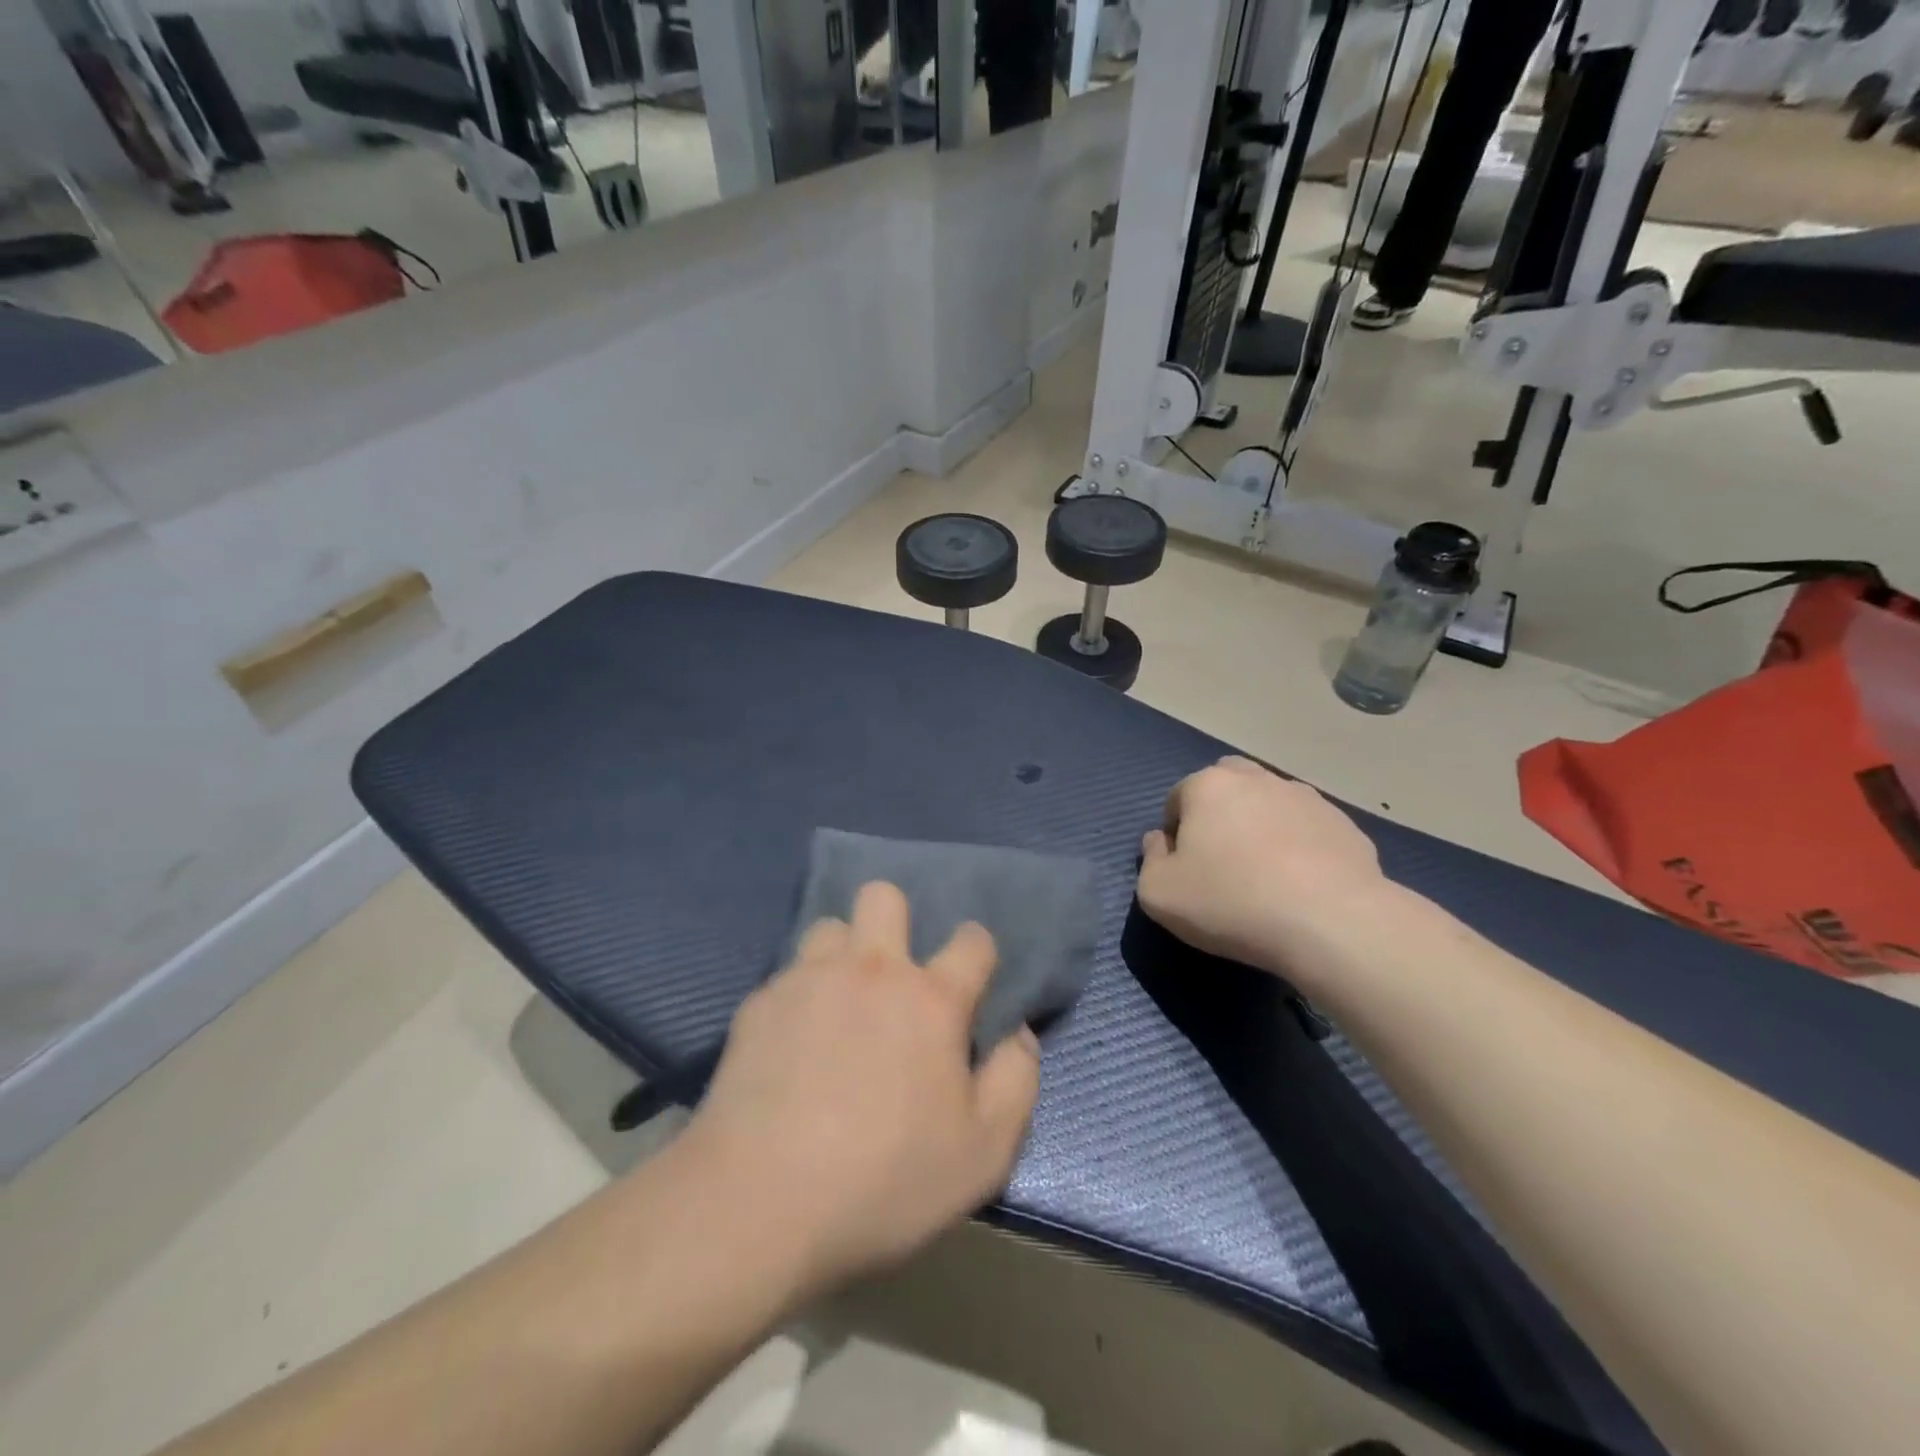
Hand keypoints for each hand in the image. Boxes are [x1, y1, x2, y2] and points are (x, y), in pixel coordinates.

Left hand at [682, 883, 1040, 1297]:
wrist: (757, 1204)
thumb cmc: (885, 1181)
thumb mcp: (983, 1153)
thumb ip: (1016, 1081)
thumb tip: (1018, 1034)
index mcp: (930, 999)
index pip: (972, 941)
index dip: (978, 951)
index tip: (972, 978)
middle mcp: (870, 970)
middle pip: (884, 897)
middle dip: (895, 920)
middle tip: (894, 977)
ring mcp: (808, 980)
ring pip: (829, 927)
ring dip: (842, 954)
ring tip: (838, 1003)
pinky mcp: (759, 1004)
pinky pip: (788, 975)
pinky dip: (799, 997)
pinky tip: (790, 1045)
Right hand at [1137, 757, 1388, 972]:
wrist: (1331, 922)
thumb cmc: (1231, 902)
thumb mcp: (1159, 894)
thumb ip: (1150, 860)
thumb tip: (1159, 841)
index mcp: (1208, 786)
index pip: (1178, 797)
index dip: (1175, 832)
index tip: (1185, 868)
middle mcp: (1257, 779)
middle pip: (1227, 784)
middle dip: (1219, 812)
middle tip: (1222, 859)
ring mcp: (1306, 798)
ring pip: (1271, 802)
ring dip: (1261, 825)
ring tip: (1266, 873)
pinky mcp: (1344, 824)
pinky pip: (1308, 829)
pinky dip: (1300, 846)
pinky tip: (1302, 885)